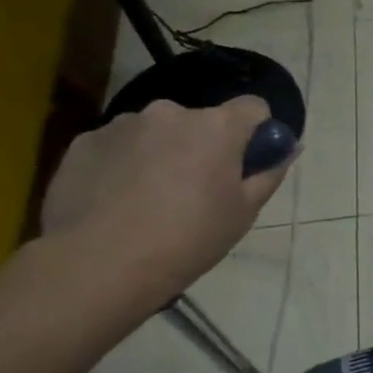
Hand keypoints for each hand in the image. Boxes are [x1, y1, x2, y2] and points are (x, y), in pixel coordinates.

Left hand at [40, 97, 289, 299]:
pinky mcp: (83, 142)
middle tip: (197, 191)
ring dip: (162, 153)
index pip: (253, 107)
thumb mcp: (244, 212)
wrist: (101, 264)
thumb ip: (269, 172)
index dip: (256, 132)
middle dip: (203, 146)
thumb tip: (288, 148)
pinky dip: (124, 165)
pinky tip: (118, 201)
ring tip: (150, 199)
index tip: (247, 162)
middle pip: (201, 122)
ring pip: (156, 133)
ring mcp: (122, 124)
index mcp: (216, 127)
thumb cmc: (189, 239)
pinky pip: (118, 146)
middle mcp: (170, 112)